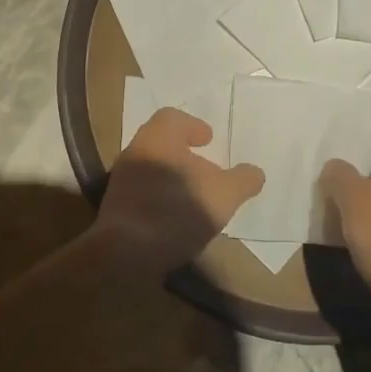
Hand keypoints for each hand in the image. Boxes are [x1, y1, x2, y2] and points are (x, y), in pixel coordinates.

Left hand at [96, 107, 263, 275]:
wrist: (126, 254)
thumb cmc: (177, 211)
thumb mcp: (224, 195)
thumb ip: (242, 180)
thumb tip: (254, 173)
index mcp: (157, 138)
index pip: (173, 118)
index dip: (194, 126)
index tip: (209, 140)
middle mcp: (135, 152)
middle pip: (162, 144)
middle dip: (185, 155)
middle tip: (207, 170)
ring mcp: (121, 181)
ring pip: (152, 169)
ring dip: (174, 179)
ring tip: (196, 199)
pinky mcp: (116, 208)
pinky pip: (143, 193)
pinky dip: (161, 199)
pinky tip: (177, 220)